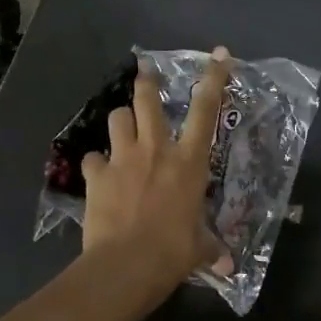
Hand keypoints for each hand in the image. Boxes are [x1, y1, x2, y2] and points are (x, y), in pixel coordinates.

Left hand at [81, 47, 235, 308]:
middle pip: (148, 100)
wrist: (127, 263)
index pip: (206, 110)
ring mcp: (122, 159)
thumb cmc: (174, 252)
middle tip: (145, 74)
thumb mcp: (200, 249)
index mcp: (189, 162)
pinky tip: (99, 174)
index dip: (214, 79)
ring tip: (124, 129)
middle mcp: (156, 150)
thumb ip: (212, 248)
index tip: (219, 54)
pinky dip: (96, 164)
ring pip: (118, 119)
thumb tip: (227, 266)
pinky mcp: (96, 175)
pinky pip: (93, 159)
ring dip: (122, 121)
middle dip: (147, 83)